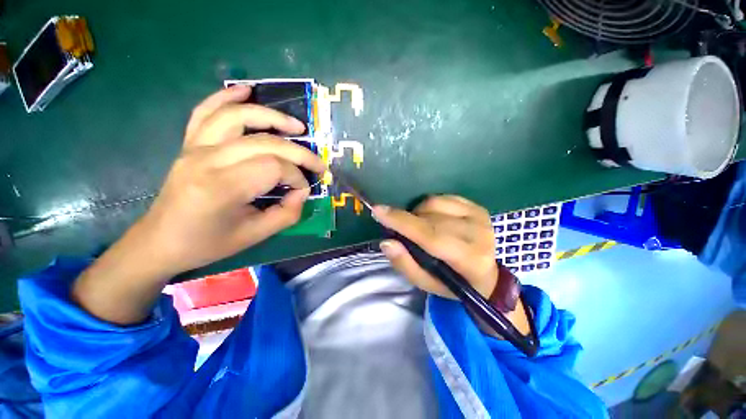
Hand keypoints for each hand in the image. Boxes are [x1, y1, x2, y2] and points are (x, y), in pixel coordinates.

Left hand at [140, 85, 324, 274]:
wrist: (161, 241)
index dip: (297, 177)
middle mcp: (207, 159)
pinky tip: (247, 90)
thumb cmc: (208, 243)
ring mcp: (195, 147)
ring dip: (272, 117)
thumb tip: (301, 191)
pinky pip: (206, 111)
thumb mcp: (255, 236)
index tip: (303, 190)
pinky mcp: (190, 144)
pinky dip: (227, 97)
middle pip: (265, 142)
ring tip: (297, 126)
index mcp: (222, 187)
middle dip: (299, 152)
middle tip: (317, 164)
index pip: (274, 167)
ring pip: (238, 117)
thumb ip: (287, 213)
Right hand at [372, 195, 497, 298]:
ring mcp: (479, 217)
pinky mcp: (477, 207)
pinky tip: (431, 218)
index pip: (430, 235)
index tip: (378, 211)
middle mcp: (478, 234)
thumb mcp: (426, 283)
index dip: (402, 222)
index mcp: (468, 259)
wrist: (485, 275)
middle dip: (407, 219)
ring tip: (419, 226)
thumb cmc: (452, 282)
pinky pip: (442, 197)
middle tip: (398, 228)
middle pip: (430, 218)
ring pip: (434, 203)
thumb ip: (405, 264)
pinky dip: (429, 206)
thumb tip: (386, 242)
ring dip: (418, 213)